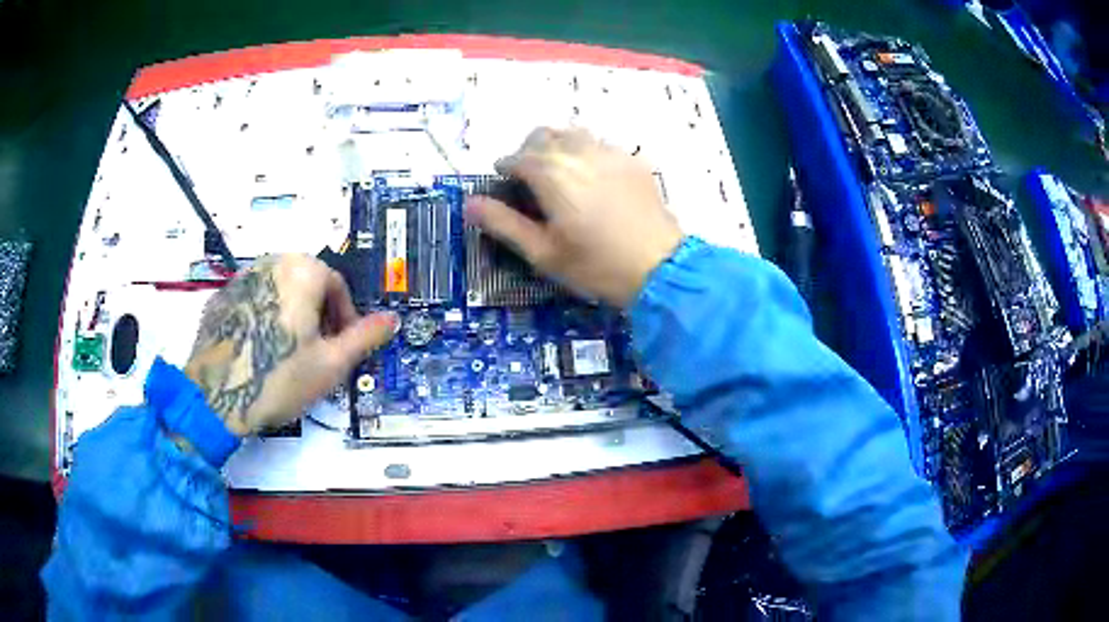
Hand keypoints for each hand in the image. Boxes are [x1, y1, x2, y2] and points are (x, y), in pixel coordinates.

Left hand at [184, 255, 397, 435]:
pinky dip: (262, 316)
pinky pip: (251, 300)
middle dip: (318, 313)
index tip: (341, 347)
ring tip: (286, 352)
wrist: (215, 397)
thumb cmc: (279, 378)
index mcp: (301, 270)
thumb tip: (392, 319)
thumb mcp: (331, 364)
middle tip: (317, 350)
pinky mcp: (219, 297)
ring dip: (290, 313)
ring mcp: (240, 278)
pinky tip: (257, 350)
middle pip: (306, 282)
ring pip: (277, 289)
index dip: (345, 317)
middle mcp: (270, 262)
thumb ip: (365, 337)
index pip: (336, 285)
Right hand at [465, 128, 682, 307]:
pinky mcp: (633, 160)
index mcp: (552, 173)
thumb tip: (469, 203)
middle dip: (528, 151)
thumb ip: (504, 224)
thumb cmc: (596, 265)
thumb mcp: (543, 253)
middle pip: (543, 136)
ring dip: (557, 145)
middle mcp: (579, 152)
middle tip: (527, 177)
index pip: (516, 157)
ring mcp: (610, 152)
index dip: (505, 168)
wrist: (661, 268)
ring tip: (557, 172)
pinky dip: (585, 150)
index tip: (503, 183)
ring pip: (573, 133)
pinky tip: (591, 175)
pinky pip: (601, 142)